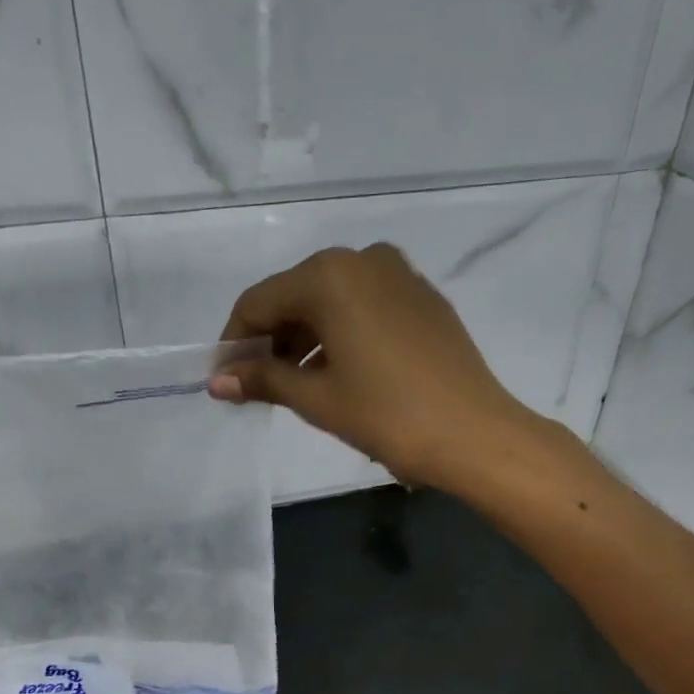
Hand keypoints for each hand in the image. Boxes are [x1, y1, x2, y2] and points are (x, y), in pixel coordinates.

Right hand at [209, 243, 541, 489]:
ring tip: (293, 385)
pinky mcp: (424, 298)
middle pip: (296, 295)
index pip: (259, 301)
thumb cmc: (388, 415)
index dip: (234, 341)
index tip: (223, 379)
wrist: (476, 434)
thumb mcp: (317, 398)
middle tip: (255, 385)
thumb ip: (263, 380)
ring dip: (305, 338)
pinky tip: (337, 371)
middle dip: (271, 339)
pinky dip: (341, 333)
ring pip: (332, 301)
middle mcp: (364, 258)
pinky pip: (365, 306)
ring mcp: (400, 275)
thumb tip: (217, 381)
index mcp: (330, 275)